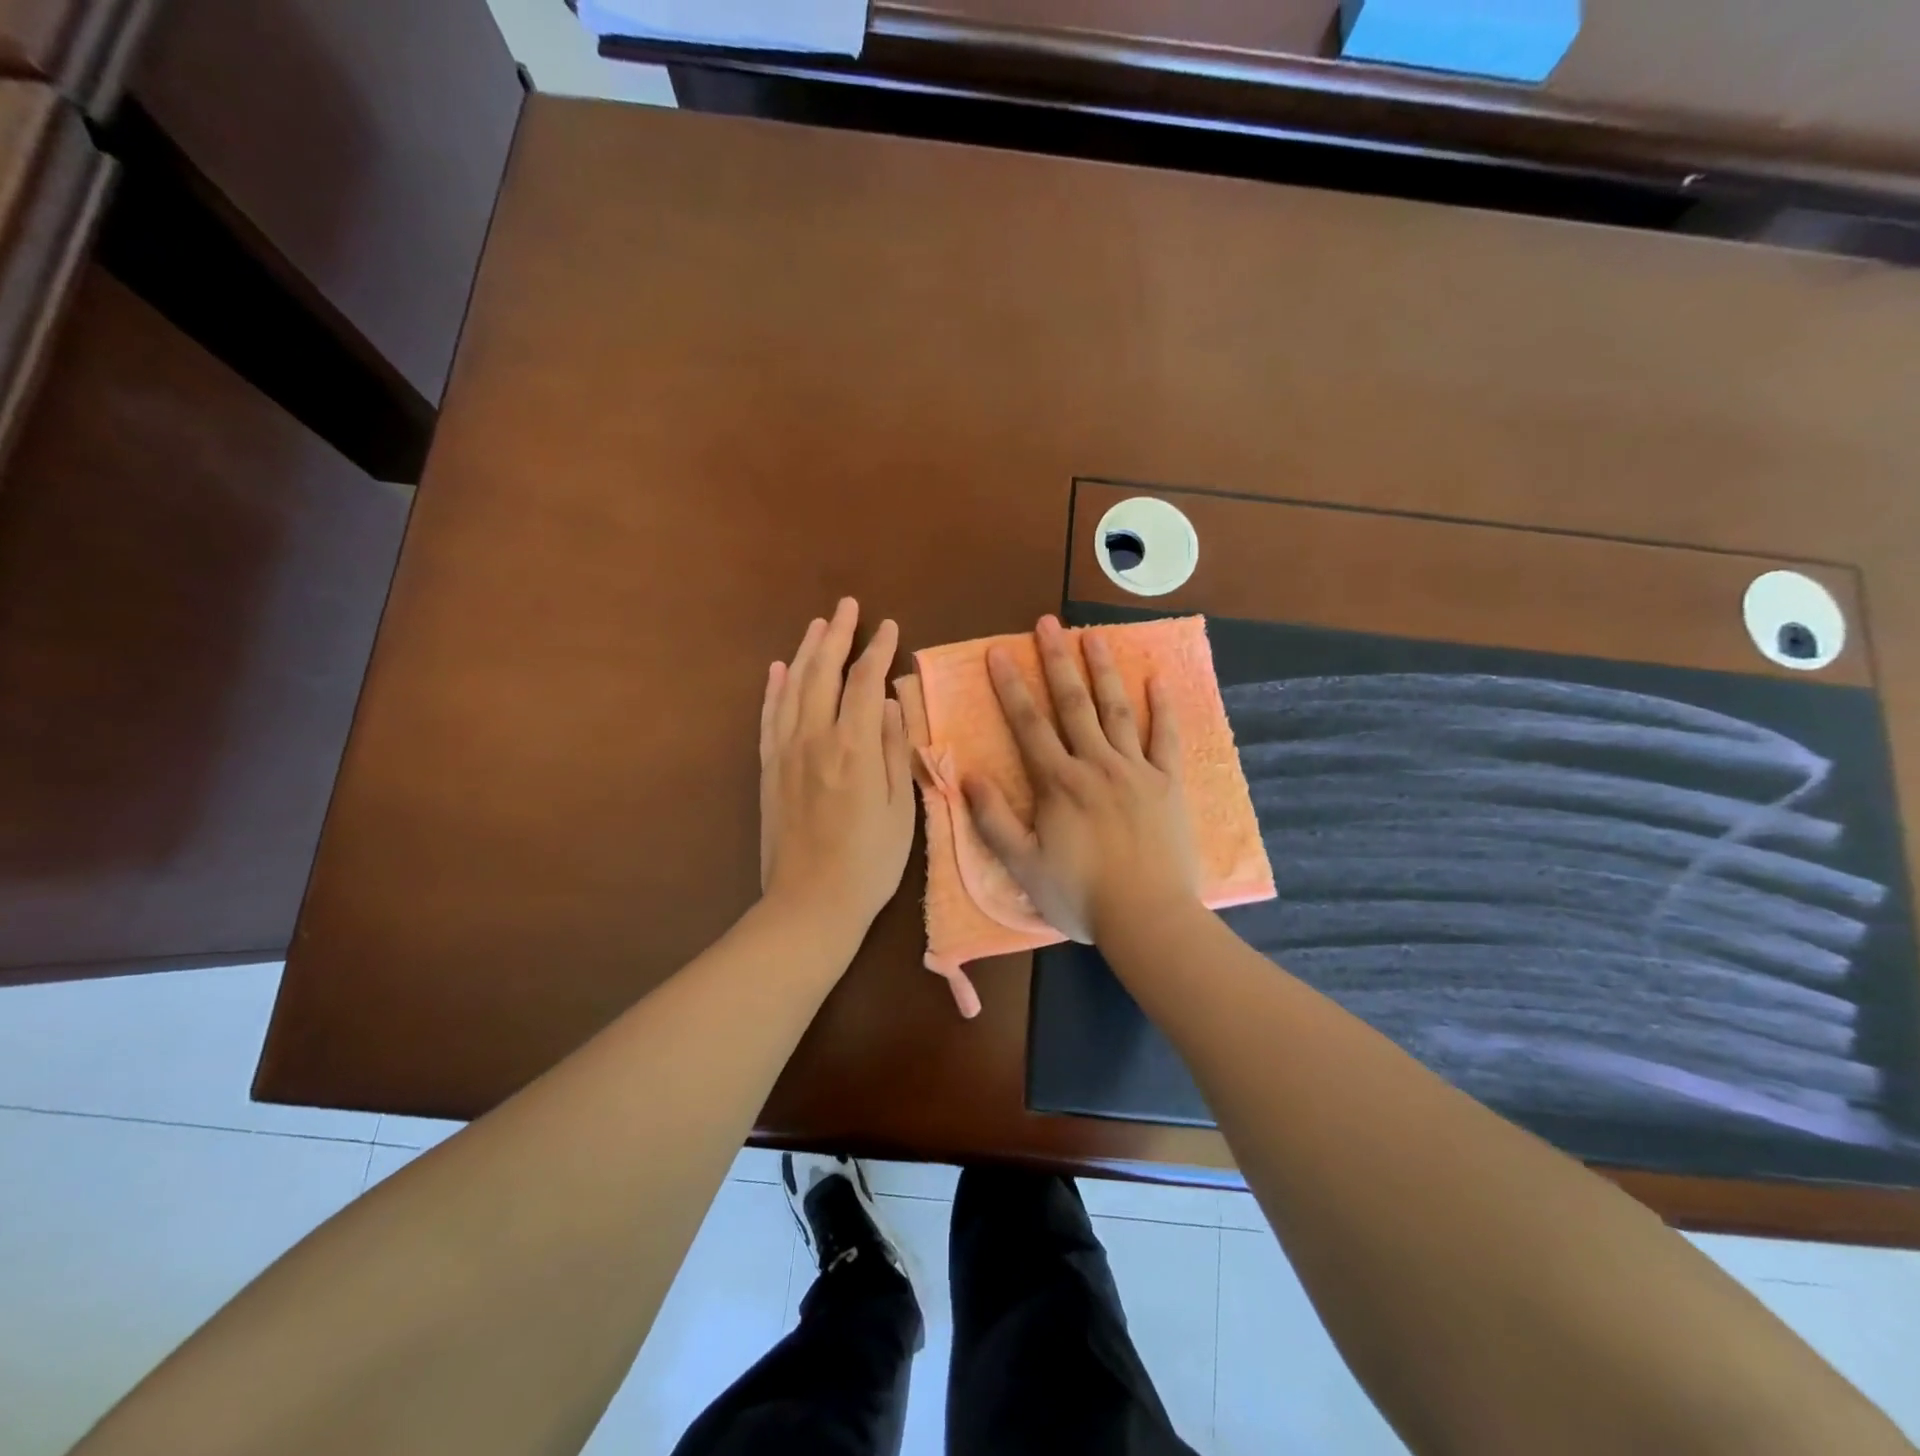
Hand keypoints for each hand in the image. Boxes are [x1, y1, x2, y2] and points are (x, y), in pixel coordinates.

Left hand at [759, 598, 915, 932]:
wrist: (809, 904)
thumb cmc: (869, 862)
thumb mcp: (901, 808)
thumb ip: (895, 749)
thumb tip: (893, 701)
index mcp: (853, 747)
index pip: (865, 681)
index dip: (878, 650)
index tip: (889, 627)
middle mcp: (814, 739)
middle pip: (823, 673)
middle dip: (837, 635)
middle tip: (847, 606)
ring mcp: (785, 753)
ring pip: (793, 688)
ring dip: (806, 652)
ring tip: (817, 625)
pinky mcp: (768, 770)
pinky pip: (769, 718)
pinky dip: (774, 689)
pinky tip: (779, 670)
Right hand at [963, 615, 1198, 943]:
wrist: (1148, 918)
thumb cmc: (1080, 895)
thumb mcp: (1023, 865)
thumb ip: (993, 819)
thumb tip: (967, 774)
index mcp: (1058, 783)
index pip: (1029, 724)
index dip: (1010, 686)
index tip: (998, 651)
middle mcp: (1096, 765)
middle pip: (1073, 703)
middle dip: (1056, 660)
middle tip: (1047, 623)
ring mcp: (1136, 770)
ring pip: (1116, 709)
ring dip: (1103, 669)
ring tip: (1093, 634)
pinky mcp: (1168, 783)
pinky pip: (1165, 737)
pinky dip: (1161, 707)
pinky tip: (1156, 679)